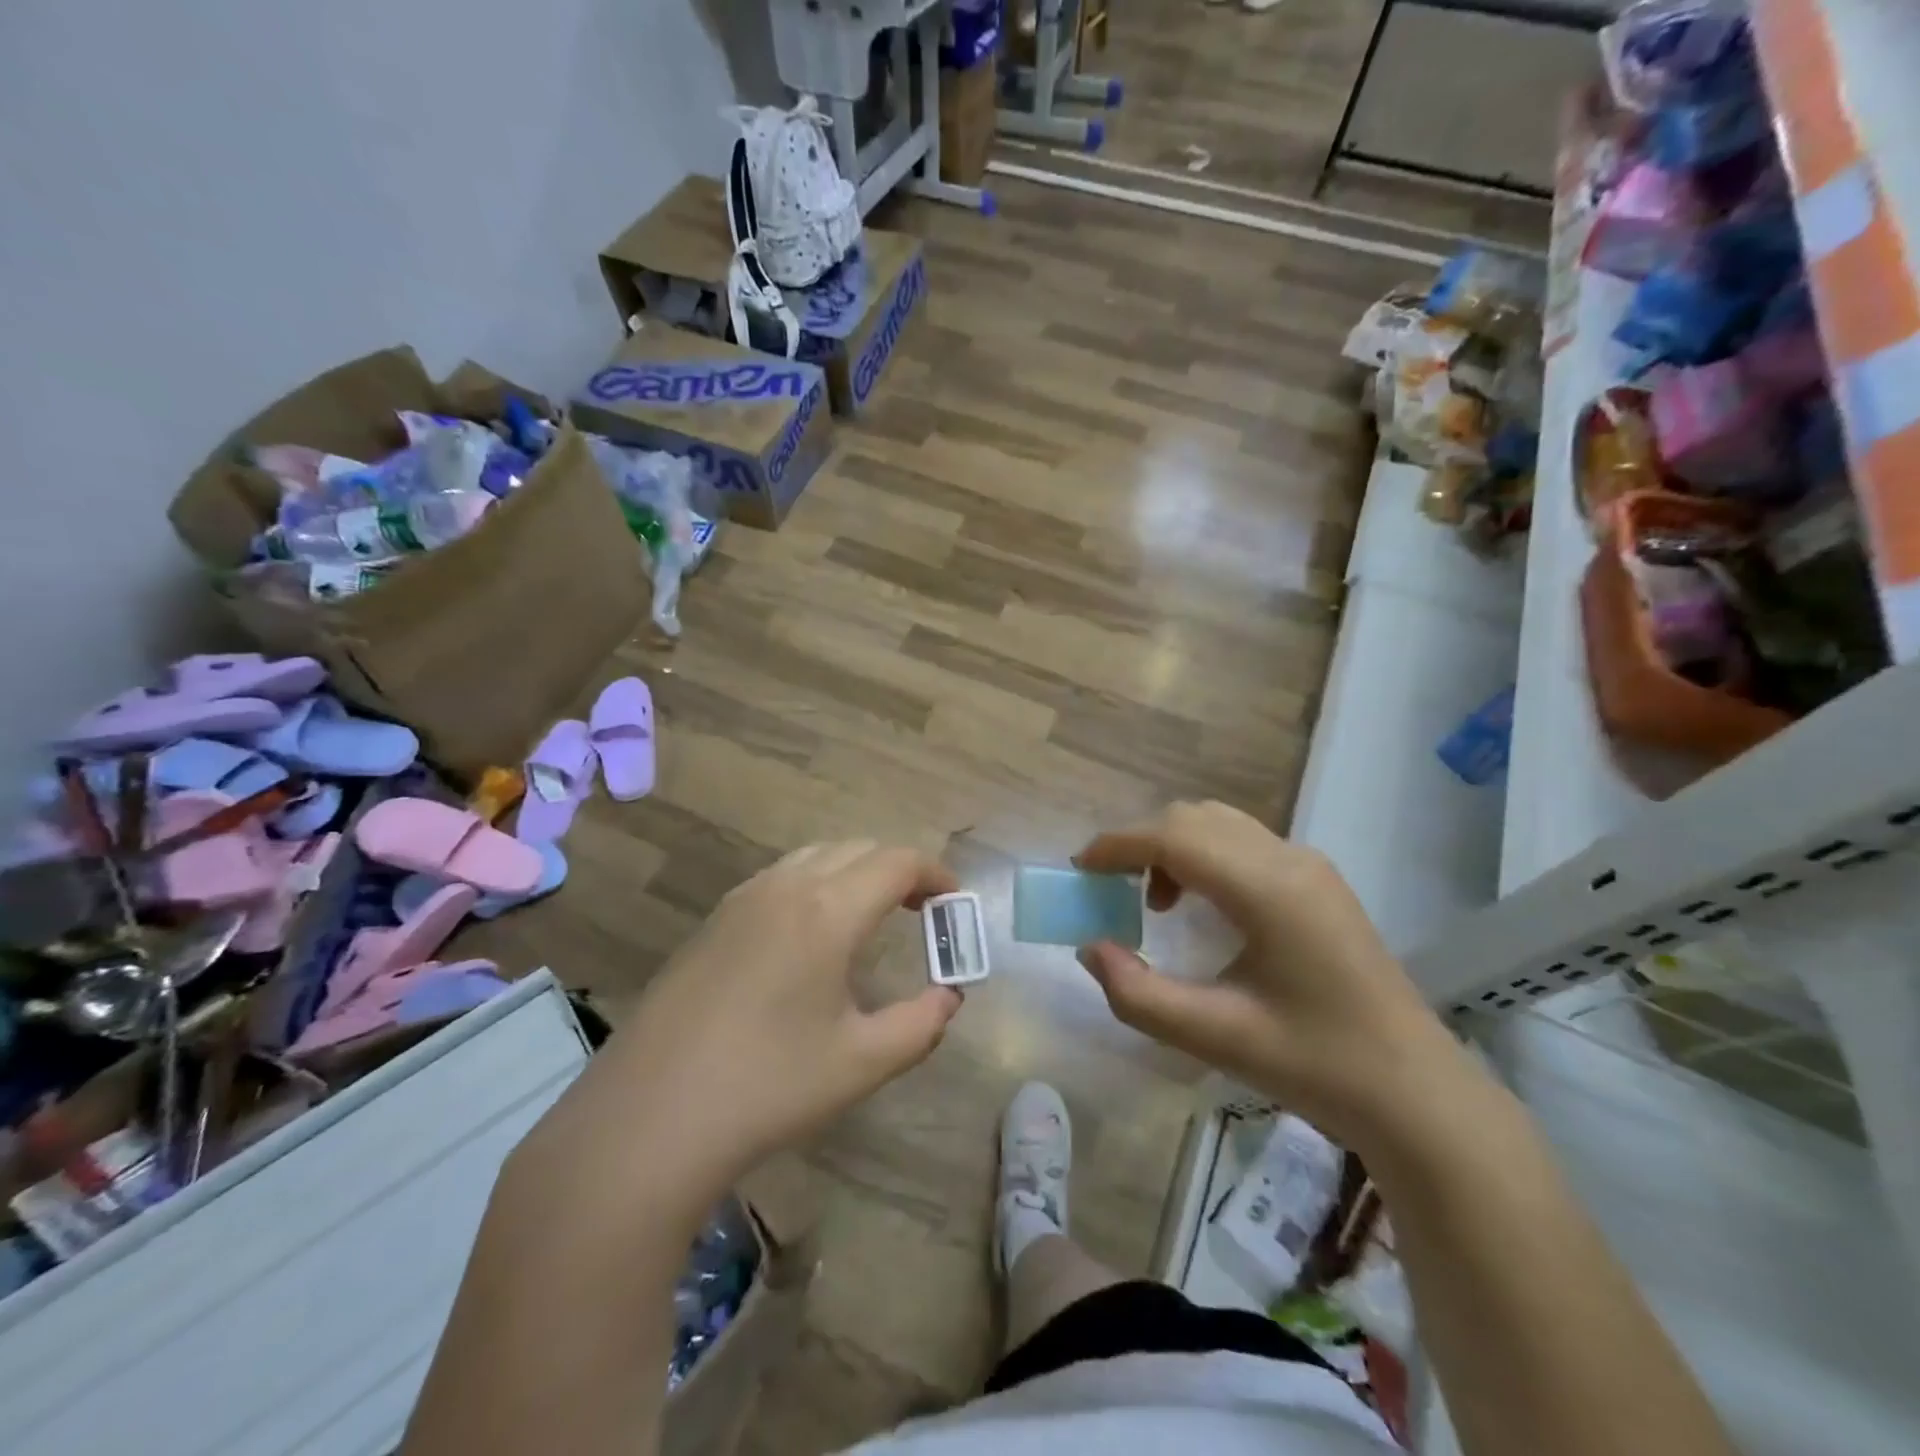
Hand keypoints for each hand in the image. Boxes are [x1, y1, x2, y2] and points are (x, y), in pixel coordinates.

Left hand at [583, 840, 963, 1189]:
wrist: (647, 1118)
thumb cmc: (767, 1087)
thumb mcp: (862, 1062)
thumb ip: (921, 1024)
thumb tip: (948, 998)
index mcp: (827, 910)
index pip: (897, 862)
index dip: (935, 874)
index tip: (953, 903)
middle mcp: (785, 886)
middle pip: (858, 849)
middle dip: (899, 870)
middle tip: (922, 911)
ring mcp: (742, 899)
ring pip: (816, 856)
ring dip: (855, 872)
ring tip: (873, 917)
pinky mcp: (713, 920)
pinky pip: (780, 877)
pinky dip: (816, 883)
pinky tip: (813, 935)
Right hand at [1074, 802, 1475, 1147]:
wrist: (1416, 1094)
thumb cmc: (1315, 1065)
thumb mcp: (1213, 1037)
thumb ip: (1138, 994)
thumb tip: (1090, 949)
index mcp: (1267, 888)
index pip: (1173, 836)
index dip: (1117, 845)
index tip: (1079, 870)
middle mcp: (1288, 859)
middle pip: (1193, 818)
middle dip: (1140, 843)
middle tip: (1109, 890)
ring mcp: (1309, 865)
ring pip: (1219, 823)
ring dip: (1173, 846)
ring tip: (1154, 903)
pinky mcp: (1317, 881)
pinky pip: (1243, 842)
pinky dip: (1203, 855)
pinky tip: (1200, 908)